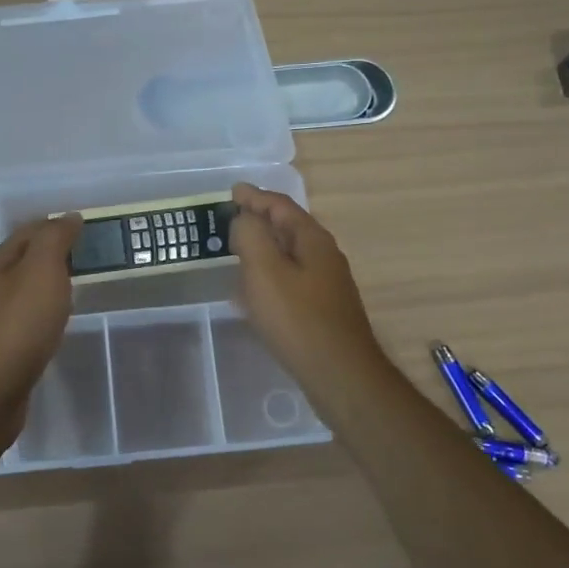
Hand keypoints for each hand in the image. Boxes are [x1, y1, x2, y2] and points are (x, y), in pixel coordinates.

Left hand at [0, 215, 81, 440]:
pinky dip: (42, 312)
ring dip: (47, 283)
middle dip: (52, 253)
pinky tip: (54, 323)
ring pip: (23, 290)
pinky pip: (24, 319)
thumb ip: (54, 241)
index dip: (56, 225)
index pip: (29, 232)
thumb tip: (68, 217)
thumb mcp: (41, 272)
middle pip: (23, 260)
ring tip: (75, 286)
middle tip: (86, 256)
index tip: (85, 227)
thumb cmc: (18, 326)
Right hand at [230, 183, 389, 397]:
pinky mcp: (322, 310)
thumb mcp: (265, 271)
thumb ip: (250, 235)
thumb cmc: (297, 319)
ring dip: (262, 251)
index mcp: (313, 240)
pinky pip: (289, 281)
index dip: (255, 197)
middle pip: (287, 228)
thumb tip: (244, 219)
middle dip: (258, 222)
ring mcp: (326, 285)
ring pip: (288, 256)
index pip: (281, 206)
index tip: (232, 192)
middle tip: (229, 221)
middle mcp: (324, 256)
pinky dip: (268, 277)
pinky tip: (253, 295)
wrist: (340, 375)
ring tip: (235, 254)